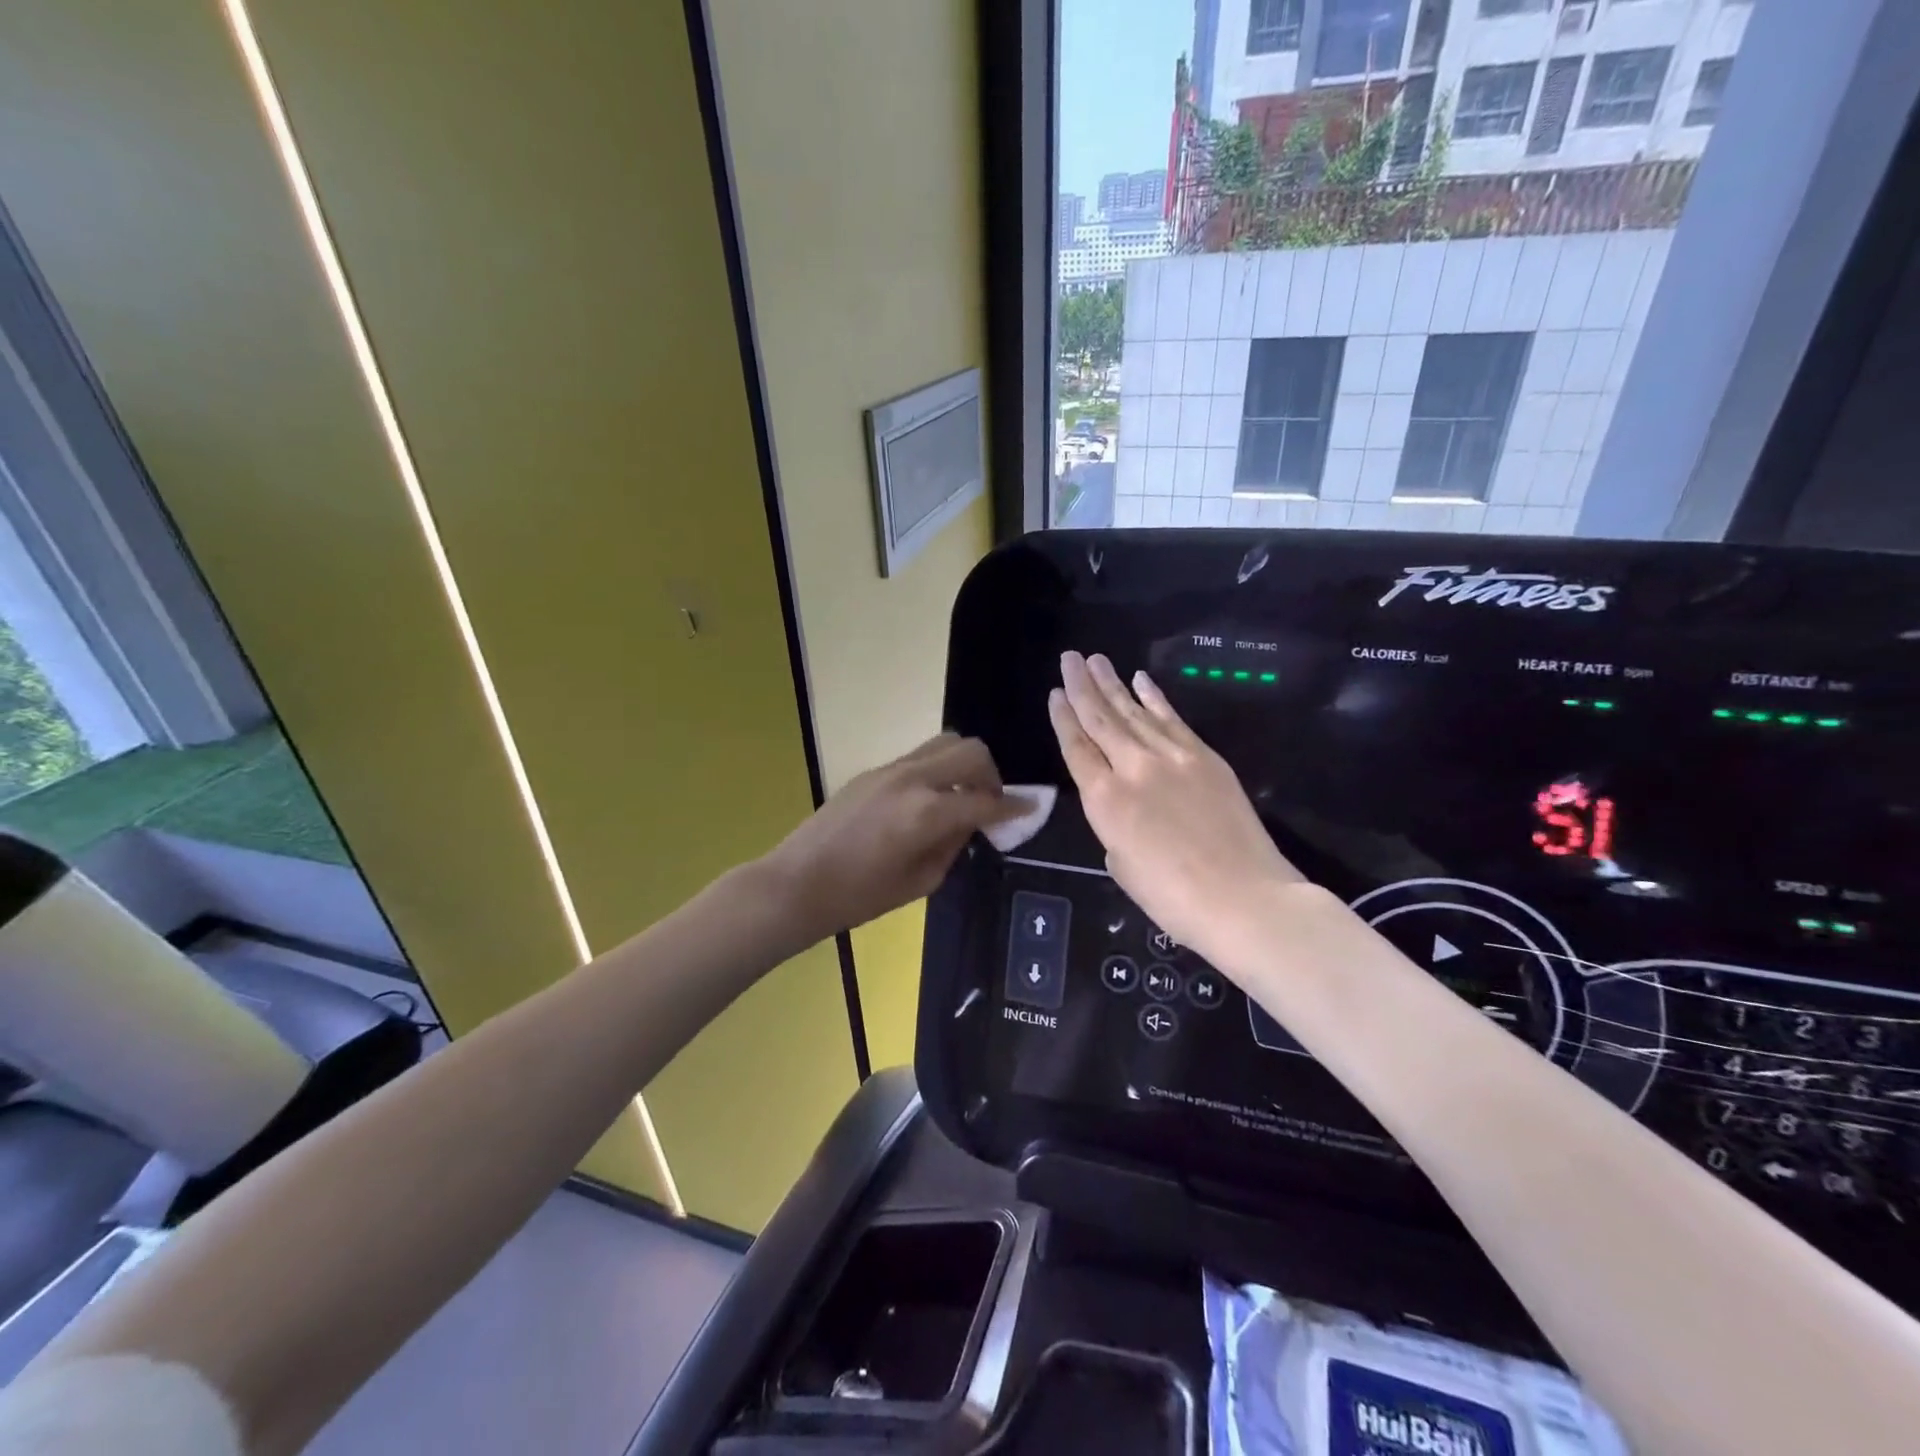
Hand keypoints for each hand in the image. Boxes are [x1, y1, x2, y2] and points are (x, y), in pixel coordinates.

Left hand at [762, 734, 1019, 943]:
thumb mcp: (920, 881)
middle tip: (990, 803)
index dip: (1013, 806)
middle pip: (970, 751)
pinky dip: (938, 769)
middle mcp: (913, 779)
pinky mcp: (873, 771)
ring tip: (962, 796)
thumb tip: (970, 822)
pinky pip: (919, 757)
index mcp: (927, 812)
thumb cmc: (859, 896)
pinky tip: (930, 801)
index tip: (1030, 808)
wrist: (797, 882)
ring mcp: (890, 769)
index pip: (985, 800)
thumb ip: (953, 845)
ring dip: (964, 764)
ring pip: (944, 742)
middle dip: (991, 775)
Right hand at [1050, 652, 1305, 966]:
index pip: (1076, 748)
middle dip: (1082, 686)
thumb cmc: (1172, 897)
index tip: (1055, 693)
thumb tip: (1123, 808)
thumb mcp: (1121, 865)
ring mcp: (1172, 757)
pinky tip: (1141, 680)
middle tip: (1070, 658)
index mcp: (1105, 800)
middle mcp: (1133, 768)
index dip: (1063, 718)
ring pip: (1134, 712)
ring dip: (1113, 684)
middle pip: (1101, 719)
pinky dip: (1155, 698)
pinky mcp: (1205, 757)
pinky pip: (1172, 719)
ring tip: (1097, 660)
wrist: (1243, 898)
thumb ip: (1113, 826)